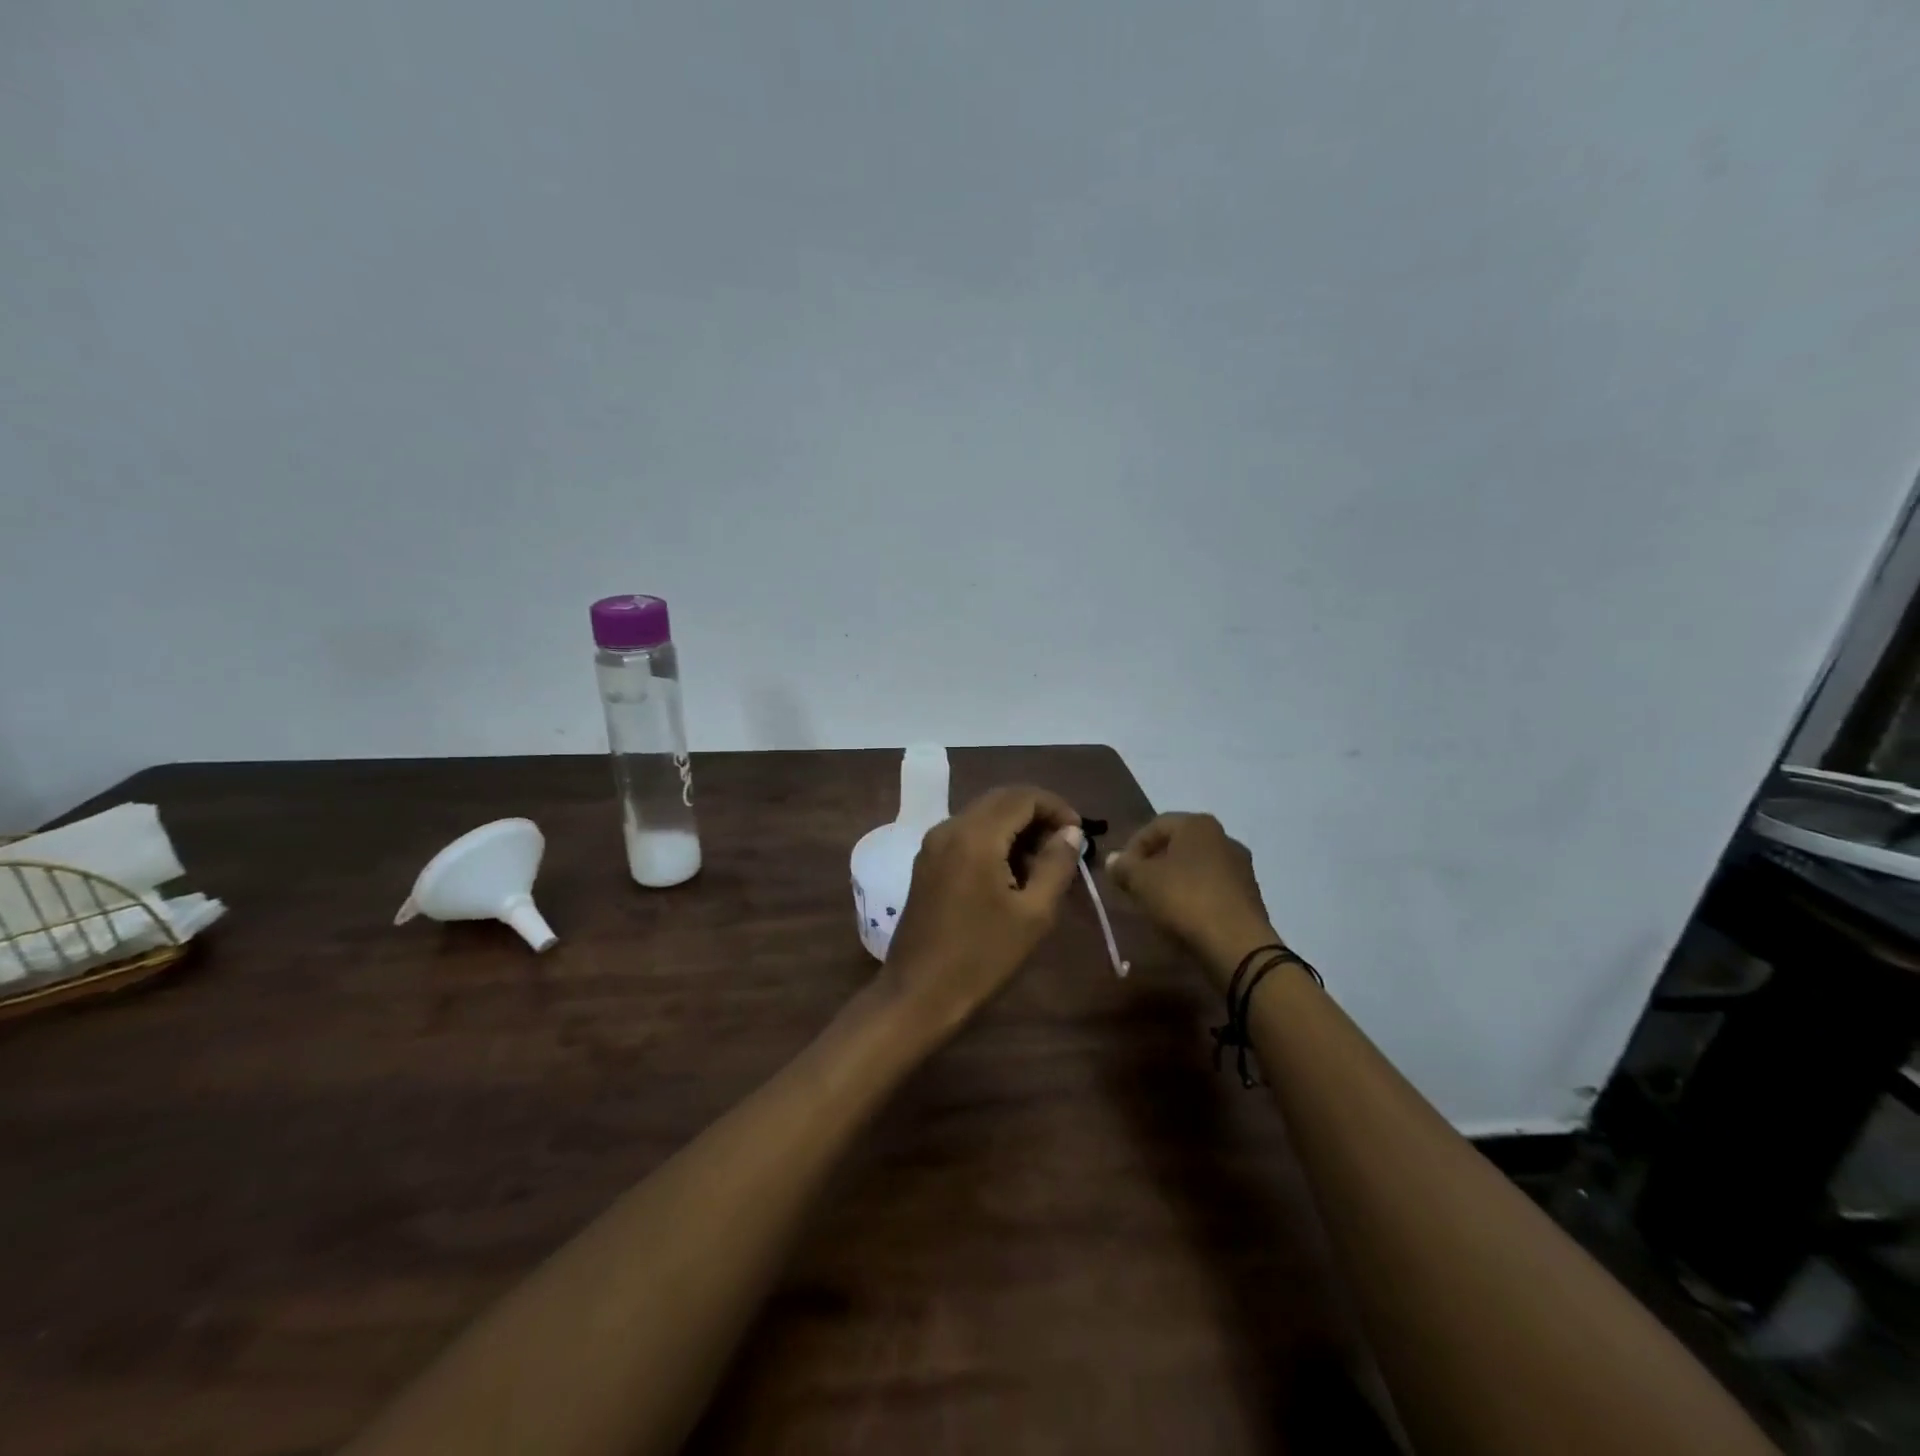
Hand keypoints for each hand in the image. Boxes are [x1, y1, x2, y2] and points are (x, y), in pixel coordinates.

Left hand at [882, 786, 1083, 1035]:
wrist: (918, 995)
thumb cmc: (982, 957)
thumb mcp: (1033, 914)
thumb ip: (1056, 864)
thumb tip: (1071, 832)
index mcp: (975, 835)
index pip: (1023, 796)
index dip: (1057, 807)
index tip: (1080, 834)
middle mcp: (949, 828)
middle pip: (1001, 800)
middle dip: (1037, 815)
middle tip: (1066, 847)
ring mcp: (933, 844)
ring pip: (983, 816)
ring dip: (1016, 828)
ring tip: (1044, 865)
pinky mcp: (926, 863)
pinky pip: (967, 835)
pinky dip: (994, 841)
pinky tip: (1011, 874)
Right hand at [1105, 813, 1278, 990]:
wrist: (1237, 944)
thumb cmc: (1184, 899)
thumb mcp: (1141, 881)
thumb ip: (1123, 867)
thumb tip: (1112, 860)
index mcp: (1198, 825)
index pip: (1156, 825)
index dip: (1132, 846)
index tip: (1120, 871)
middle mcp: (1224, 838)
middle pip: (1178, 845)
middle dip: (1154, 863)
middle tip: (1136, 886)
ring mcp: (1241, 867)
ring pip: (1196, 867)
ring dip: (1174, 880)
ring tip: (1157, 903)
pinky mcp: (1250, 895)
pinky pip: (1212, 888)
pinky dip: (1194, 896)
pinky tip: (1183, 916)